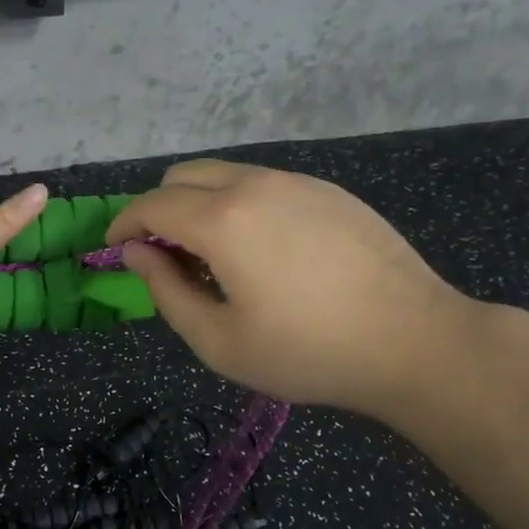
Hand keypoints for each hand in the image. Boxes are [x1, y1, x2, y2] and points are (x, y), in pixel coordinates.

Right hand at [107, 160, 475, 415]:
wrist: (414, 340)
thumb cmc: (308, 353)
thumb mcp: (220, 342)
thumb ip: (166, 292)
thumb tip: (136, 254)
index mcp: (222, 221)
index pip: (152, 206)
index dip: (124, 224)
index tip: (114, 247)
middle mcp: (255, 185)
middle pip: (183, 175)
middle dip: (158, 208)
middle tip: (162, 254)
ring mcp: (297, 181)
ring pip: (225, 174)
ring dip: (199, 203)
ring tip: (212, 256)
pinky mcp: (328, 191)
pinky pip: (263, 183)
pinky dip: (239, 204)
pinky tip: (262, 250)